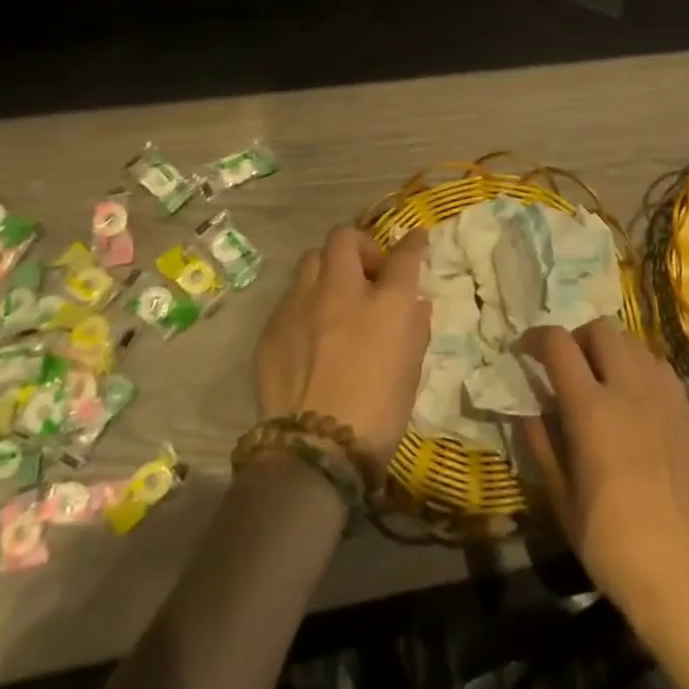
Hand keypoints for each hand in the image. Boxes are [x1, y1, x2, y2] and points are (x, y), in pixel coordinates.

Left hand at [254, 228, 430, 463]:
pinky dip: (305, 302)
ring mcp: (302, 304)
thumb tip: (414, 301)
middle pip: (345, 238)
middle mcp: (342, 290)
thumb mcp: (412, 368)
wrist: (315, 450)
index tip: (416, 239)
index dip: (413, 242)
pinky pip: (290, 296)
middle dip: (359, 245)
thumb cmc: (379, 412)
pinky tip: (309, 330)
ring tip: (333, 295)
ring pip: (311, 259)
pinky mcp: (272, 326)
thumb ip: (415, 326)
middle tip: (366, 271)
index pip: (405, 255)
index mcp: (387, 301)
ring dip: (327, 268)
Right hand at [521, 319, 688, 617]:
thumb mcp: (559, 494)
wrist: (676, 567)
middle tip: (567, 366)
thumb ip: (541, 442)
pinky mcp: (686, 409)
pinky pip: (659, 366)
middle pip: (600, 330)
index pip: (559, 344)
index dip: (537, 338)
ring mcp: (662, 395)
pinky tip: (636, 397)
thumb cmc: (607, 538)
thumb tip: (527, 408)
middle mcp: (628, 388)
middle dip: (577, 338)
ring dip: (610, 349)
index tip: (525, 350)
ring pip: (633, 341)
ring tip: (603, 378)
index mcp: (591, 407)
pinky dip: (640, 367)